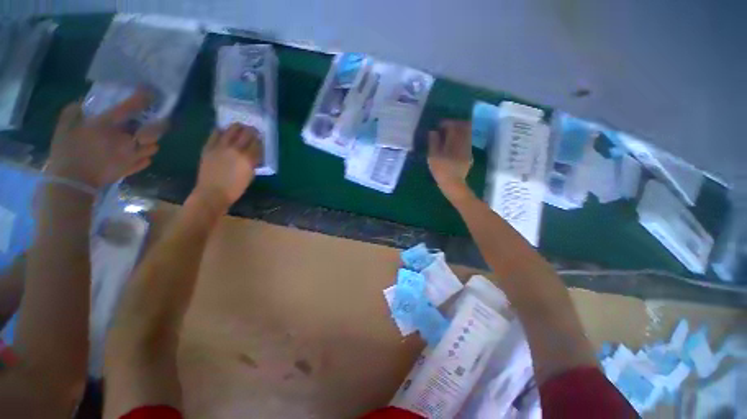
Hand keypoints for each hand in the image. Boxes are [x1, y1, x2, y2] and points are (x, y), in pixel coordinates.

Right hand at [46, 90, 165, 188]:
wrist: (72, 182)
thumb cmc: (66, 152)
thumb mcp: (64, 128)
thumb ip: (73, 112)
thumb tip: (80, 104)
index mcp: (108, 126)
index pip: (130, 108)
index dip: (142, 99)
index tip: (150, 93)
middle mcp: (125, 140)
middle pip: (153, 131)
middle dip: (157, 126)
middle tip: (155, 122)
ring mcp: (131, 156)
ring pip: (153, 147)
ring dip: (150, 142)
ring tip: (142, 140)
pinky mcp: (131, 168)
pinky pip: (147, 160)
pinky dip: (145, 156)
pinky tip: (138, 153)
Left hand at [193, 123, 262, 209]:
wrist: (212, 192)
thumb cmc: (235, 188)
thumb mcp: (250, 176)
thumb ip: (253, 162)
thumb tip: (254, 153)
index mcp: (248, 159)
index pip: (257, 144)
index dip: (259, 140)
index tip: (260, 138)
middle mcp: (235, 150)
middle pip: (246, 134)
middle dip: (251, 131)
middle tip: (253, 130)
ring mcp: (221, 147)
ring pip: (231, 130)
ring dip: (238, 127)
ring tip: (240, 127)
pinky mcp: (209, 147)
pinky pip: (216, 134)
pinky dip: (222, 130)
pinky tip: (224, 131)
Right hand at [428, 120, 473, 200]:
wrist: (453, 183)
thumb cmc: (441, 170)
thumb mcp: (433, 157)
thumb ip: (433, 142)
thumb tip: (433, 132)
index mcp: (454, 141)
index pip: (452, 126)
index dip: (446, 123)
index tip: (439, 125)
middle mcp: (463, 142)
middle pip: (463, 127)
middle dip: (455, 124)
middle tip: (446, 127)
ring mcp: (468, 149)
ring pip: (467, 133)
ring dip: (459, 130)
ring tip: (451, 134)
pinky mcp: (469, 155)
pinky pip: (467, 141)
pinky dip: (462, 138)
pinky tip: (455, 143)